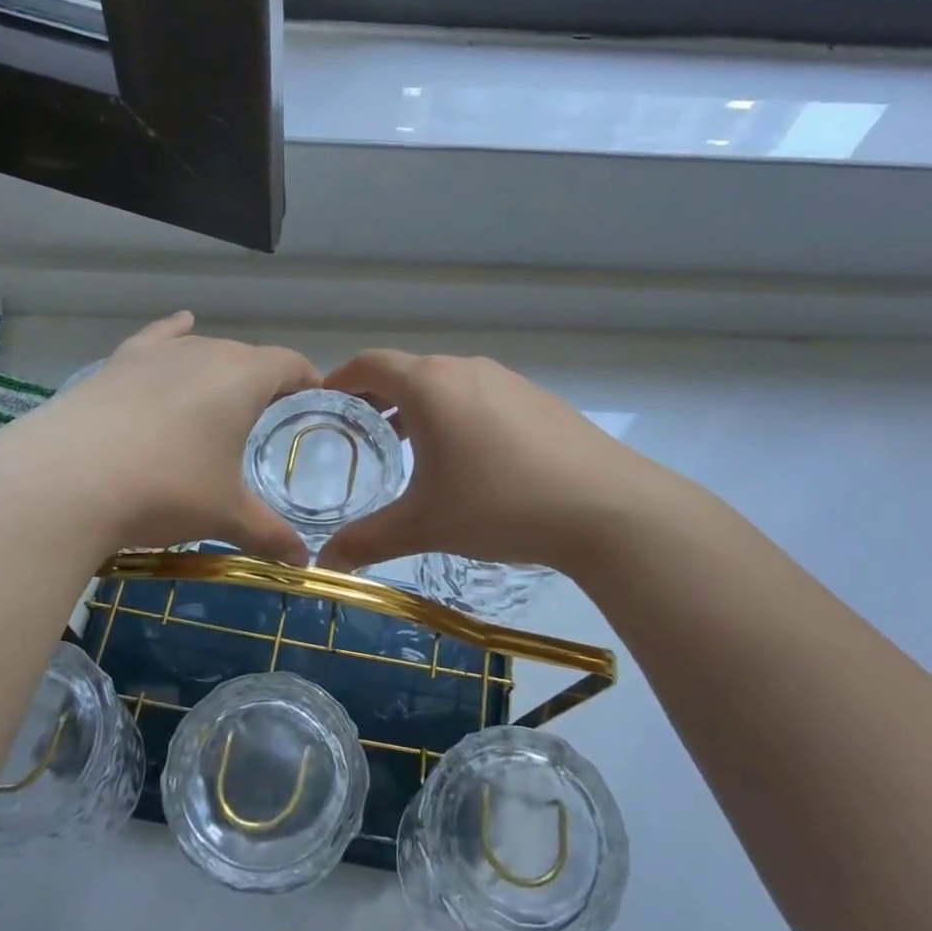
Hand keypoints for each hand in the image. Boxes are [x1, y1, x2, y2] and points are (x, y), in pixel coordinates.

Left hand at [0, 312, 320, 563]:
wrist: (65, 480)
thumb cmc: (166, 489)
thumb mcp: (225, 516)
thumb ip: (269, 534)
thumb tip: (303, 564)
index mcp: (243, 378)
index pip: (290, 364)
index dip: (307, 380)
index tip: (315, 398)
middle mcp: (203, 353)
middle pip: (247, 356)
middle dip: (264, 382)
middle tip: (268, 417)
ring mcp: (155, 355)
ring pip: (202, 350)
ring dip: (219, 370)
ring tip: (224, 395)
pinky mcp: (116, 364)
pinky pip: (156, 339)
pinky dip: (173, 334)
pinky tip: (180, 326)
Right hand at [318, 350, 662, 575]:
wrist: (606, 508)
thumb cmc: (499, 505)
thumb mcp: (424, 526)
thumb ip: (367, 541)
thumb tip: (325, 566)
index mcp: (430, 385)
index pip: (370, 364)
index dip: (341, 378)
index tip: (325, 400)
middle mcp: (466, 370)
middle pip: (409, 372)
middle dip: (378, 398)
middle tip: (360, 434)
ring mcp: (508, 381)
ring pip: (448, 385)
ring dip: (420, 409)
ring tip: (409, 449)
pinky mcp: (539, 399)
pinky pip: (481, 397)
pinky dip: (457, 416)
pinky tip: (468, 460)